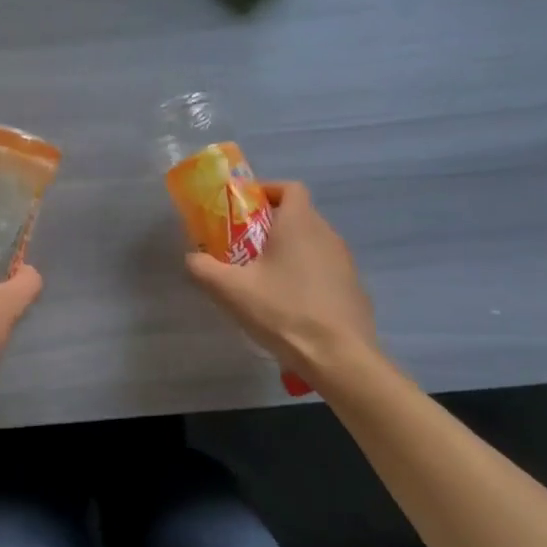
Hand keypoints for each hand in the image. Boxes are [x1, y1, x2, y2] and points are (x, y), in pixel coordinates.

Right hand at [184, 182, 378, 386]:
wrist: (340, 358)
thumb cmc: (284, 311)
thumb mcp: (231, 290)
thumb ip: (203, 268)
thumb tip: (192, 258)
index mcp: (300, 223)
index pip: (289, 187)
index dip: (266, 191)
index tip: (244, 209)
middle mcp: (327, 234)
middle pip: (299, 215)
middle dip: (270, 225)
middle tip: (244, 247)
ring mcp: (345, 263)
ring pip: (312, 243)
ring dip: (289, 252)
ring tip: (264, 279)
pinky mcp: (354, 289)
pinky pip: (325, 270)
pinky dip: (306, 276)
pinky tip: (290, 305)